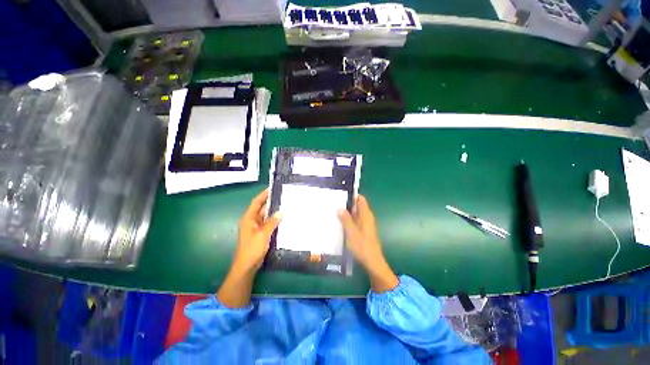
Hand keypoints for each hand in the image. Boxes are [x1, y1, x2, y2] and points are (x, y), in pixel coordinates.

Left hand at [233, 189, 281, 274]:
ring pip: (265, 216)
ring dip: (273, 211)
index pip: (256, 202)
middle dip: (271, 201)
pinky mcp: (260, 233)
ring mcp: (255, 227)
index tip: (273, 188)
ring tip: (285, 204)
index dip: (264, 194)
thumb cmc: (252, 249)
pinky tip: (282, 218)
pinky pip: (267, 223)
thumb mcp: (263, 234)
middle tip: (283, 196)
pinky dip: (274, 219)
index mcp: (249, 219)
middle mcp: (251, 221)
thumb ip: (273, 222)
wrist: (247, 266)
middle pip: (261, 208)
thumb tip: (282, 211)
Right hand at [338, 195, 397, 292]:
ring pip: (356, 214)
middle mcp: (367, 217)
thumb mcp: (351, 232)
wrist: (372, 262)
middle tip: (334, 203)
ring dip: (347, 213)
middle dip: (347, 204)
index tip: (341, 195)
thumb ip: (346, 219)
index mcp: (366, 215)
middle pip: (357, 206)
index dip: (352, 195)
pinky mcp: (363, 230)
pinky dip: (349, 220)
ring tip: (334, 212)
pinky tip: (340, 223)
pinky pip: (355, 221)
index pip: (361, 199)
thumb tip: (340, 208)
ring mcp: (365, 224)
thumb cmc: (362, 246)